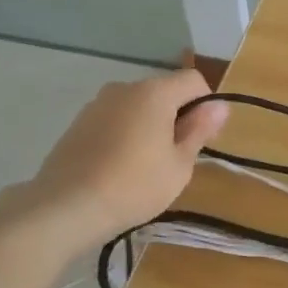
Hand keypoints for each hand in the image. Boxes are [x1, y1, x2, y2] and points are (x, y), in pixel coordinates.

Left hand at [27, 68, 229, 245]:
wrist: (67, 207)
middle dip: (177, 116)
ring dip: (150, 126)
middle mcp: (124, 88)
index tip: (202, 138)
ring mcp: (97, 104)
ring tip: (146, 165)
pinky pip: (114, 120)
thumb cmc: (135, 186)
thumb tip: (220, 106)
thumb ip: (200, 130)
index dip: (206, 105)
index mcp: (154, 93)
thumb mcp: (179, 164)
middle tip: (177, 157)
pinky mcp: (78, 123)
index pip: (193, 81)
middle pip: (164, 92)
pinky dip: (125, 134)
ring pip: (137, 107)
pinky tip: (120, 167)